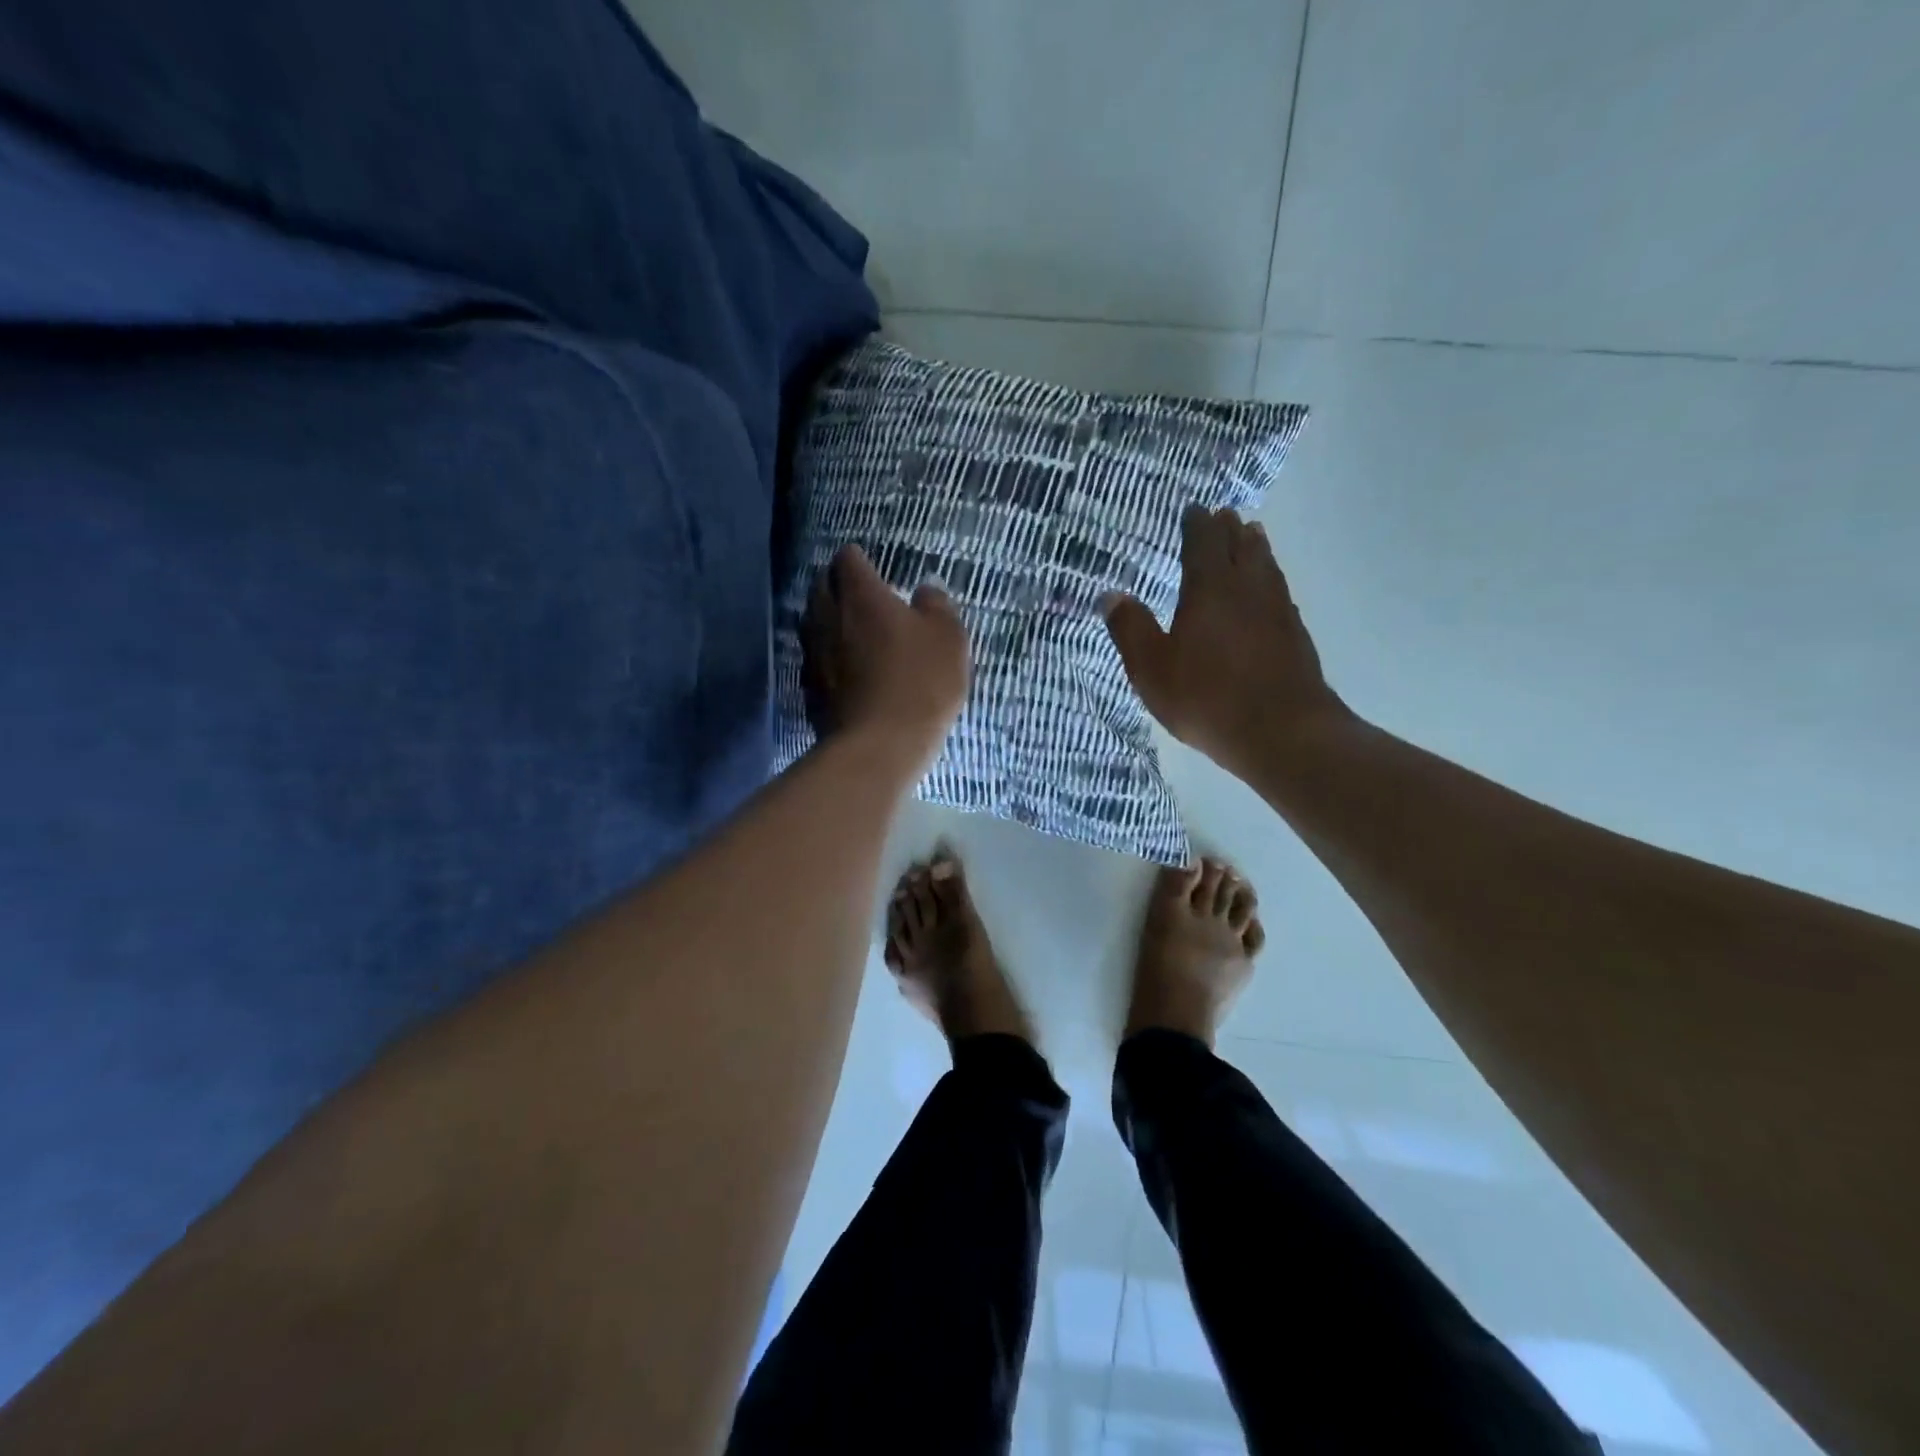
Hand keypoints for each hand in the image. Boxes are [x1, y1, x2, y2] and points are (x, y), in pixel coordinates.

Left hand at [802, 544, 969, 768]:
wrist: (879, 745)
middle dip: (838, 585)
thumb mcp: (948, 638)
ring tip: (852, 630)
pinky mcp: (809, 687)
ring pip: (813, 622)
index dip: (859, 559)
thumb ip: (937, 605)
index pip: (848, 559)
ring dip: (829, 620)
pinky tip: (846, 668)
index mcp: (860, 595)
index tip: (872, 566)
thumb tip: (925, 590)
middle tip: (862, 596)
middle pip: (822, 587)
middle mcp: (828, 616)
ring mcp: (813, 653)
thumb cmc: (921, 682)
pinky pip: (815, 658)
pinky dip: (828, 655)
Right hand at [1104, 507, 1351, 776]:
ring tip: (1251, 536)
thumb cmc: (1207, 698)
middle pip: (1241, 546)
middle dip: (1229, 529)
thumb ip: (1130, 629)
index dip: (1197, 523)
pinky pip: (1280, 590)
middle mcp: (1248, 589)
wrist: (1283, 731)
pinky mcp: (1295, 634)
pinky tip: (1270, 590)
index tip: (1193, 510)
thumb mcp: (1151, 669)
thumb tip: (1110, 595)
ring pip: (1266, 565)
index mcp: (1210, 588)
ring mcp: (1278, 609)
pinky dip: (1270, 578)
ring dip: (1255, 547)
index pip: (1204, 542)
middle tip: (1223, 516)